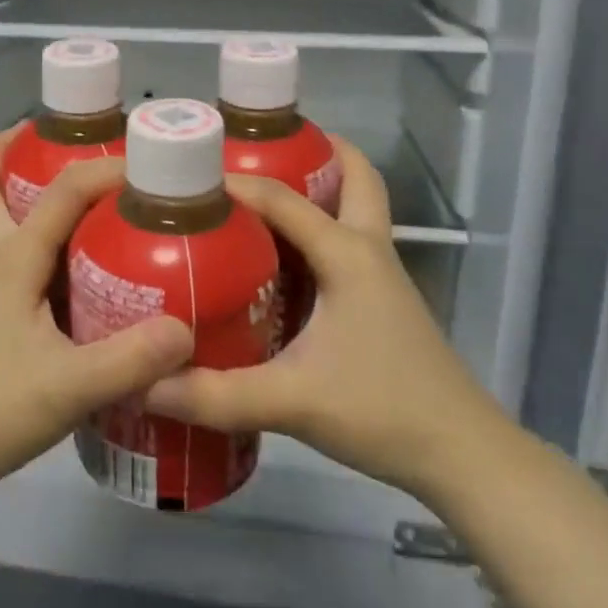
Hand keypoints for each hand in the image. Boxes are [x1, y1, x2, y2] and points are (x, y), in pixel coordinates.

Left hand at [0, 129, 193, 500]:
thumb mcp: (67, 386)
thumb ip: (129, 359)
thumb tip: (187, 330)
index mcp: (13, 260)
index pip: (62, 192)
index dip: (104, 169)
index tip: (151, 166)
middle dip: (13, 151)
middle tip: (64, 139)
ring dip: (25, 191)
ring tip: (84, 193)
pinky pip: (17, 257)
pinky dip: (40, 239)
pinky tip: (82, 266)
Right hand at [145, 137, 514, 504]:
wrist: (462, 455)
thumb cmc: (383, 410)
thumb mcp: (292, 402)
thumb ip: (216, 395)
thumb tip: (146, 384)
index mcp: (347, 254)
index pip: (282, 198)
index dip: (235, 182)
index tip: (186, 178)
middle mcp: (368, 251)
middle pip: (355, 177)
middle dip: (315, 152)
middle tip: (260, 151)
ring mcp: (381, 277)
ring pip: (356, 209)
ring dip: (320, 190)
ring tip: (259, 196)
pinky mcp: (381, 303)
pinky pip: (347, 246)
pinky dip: (320, 232)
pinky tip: (280, 262)